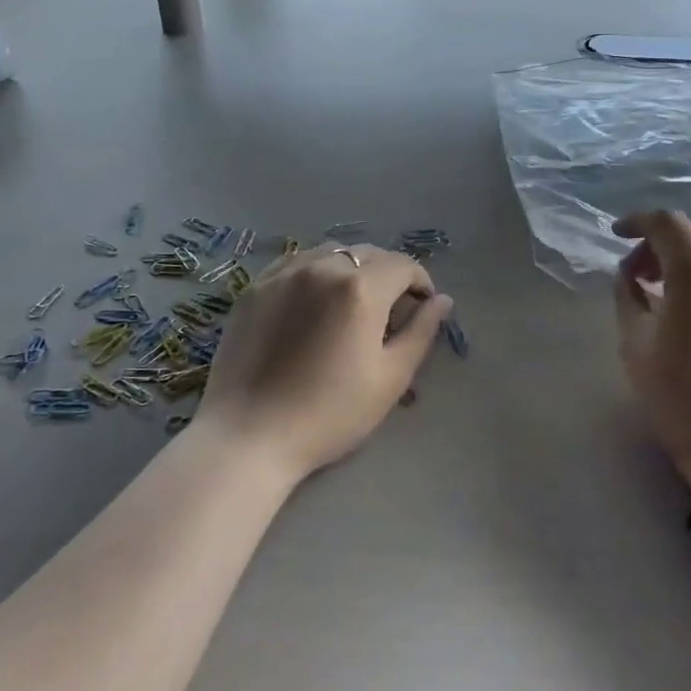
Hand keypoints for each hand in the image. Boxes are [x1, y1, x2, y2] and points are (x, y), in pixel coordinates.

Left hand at [197, 244, 452, 484]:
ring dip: (352, 269)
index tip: (422, 308)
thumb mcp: (390, 378)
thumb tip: (442, 300)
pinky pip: (296, 263)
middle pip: (368, 253)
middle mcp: (323, 267)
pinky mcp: (255, 287)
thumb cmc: (330, 414)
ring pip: (332, 252)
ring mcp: (284, 273)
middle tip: (389, 312)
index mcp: (361, 288)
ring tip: (351, 304)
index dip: (421, 282)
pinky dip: (316, 272)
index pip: (403, 265)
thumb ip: (421, 332)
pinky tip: (313, 302)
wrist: (248, 437)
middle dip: (388, 275)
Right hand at [613, 210, 690, 493]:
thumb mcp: (635, 343)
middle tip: (635, 274)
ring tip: (663, 292)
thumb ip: (627, 296)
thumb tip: (630, 275)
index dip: (637, 222)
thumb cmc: (680, 395)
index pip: (667, 223)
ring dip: (685, 260)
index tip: (616, 236)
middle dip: (659, 244)